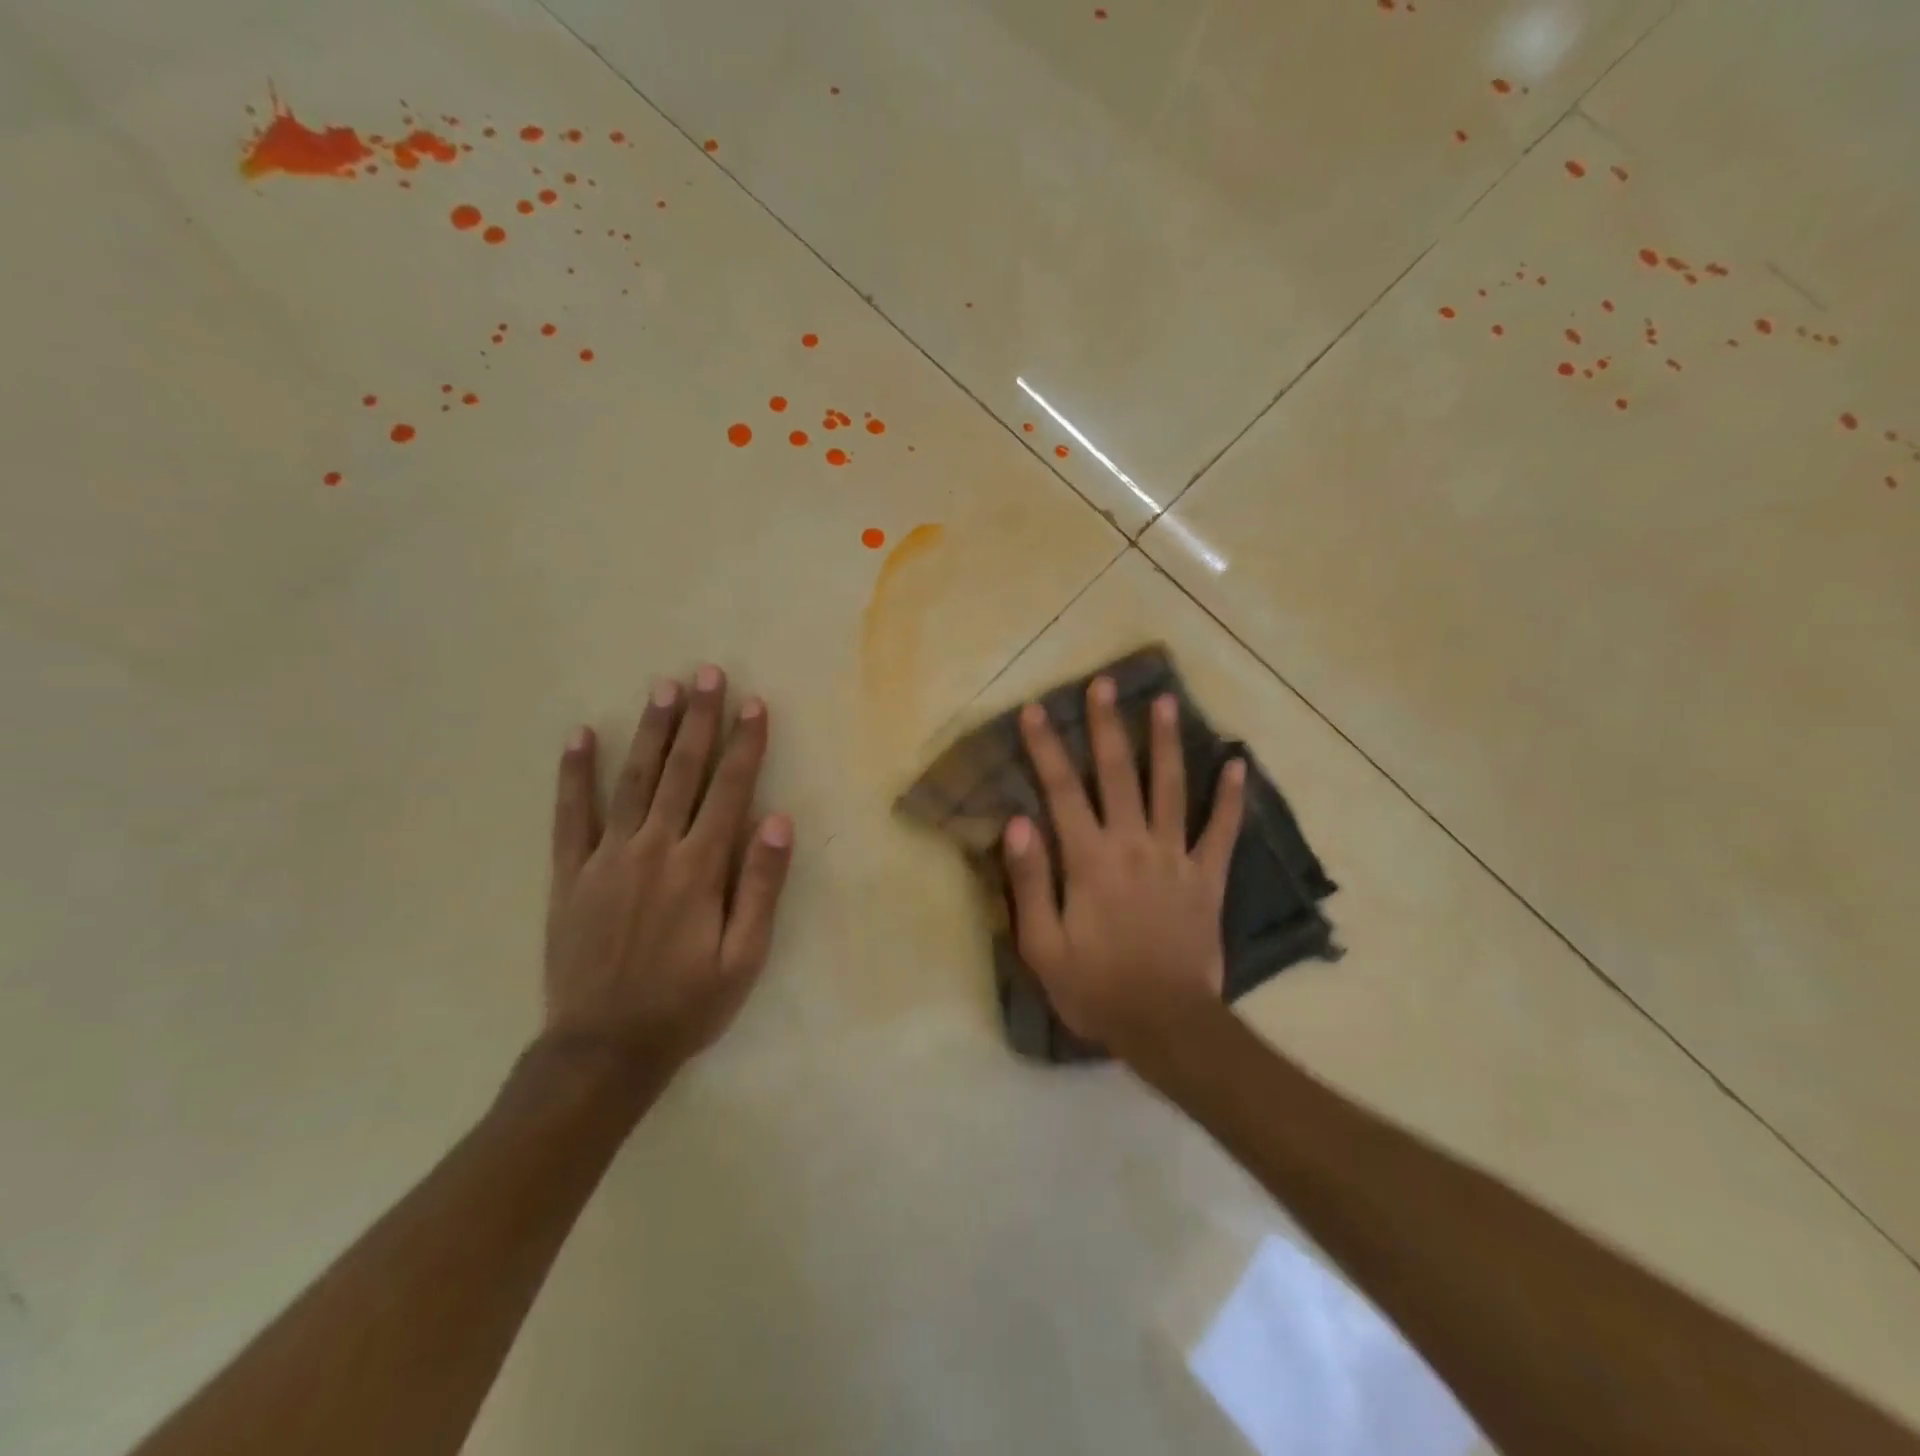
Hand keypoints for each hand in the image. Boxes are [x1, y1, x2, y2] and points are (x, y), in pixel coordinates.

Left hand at [542, 666, 793, 1076]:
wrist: (603, 1050)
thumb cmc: (687, 1004)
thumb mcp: (744, 956)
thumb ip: (760, 885)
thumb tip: (777, 819)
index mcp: (700, 868)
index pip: (729, 790)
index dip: (745, 745)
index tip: (754, 704)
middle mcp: (654, 849)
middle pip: (682, 772)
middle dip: (699, 720)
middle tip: (707, 674)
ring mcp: (607, 858)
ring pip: (633, 780)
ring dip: (651, 731)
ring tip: (663, 688)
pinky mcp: (570, 874)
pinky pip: (570, 815)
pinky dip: (574, 773)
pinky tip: (581, 735)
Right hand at [1002, 677, 1244, 1058]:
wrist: (1166, 1025)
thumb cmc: (1095, 988)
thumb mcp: (1042, 945)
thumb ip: (1029, 880)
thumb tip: (1017, 821)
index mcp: (1089, 859)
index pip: (1061, 791)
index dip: (1046, 748)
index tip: (1036, 710)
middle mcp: (1133, 844)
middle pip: (1117, 774)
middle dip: (1107, 725)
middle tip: (1104, 683)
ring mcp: (1175, 857)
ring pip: (1170, 787)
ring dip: (1165, 742)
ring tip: (1165, 701)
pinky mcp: (1208, 877)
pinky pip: (1222, 830)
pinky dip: (1231, 796)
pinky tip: (1238, 762)